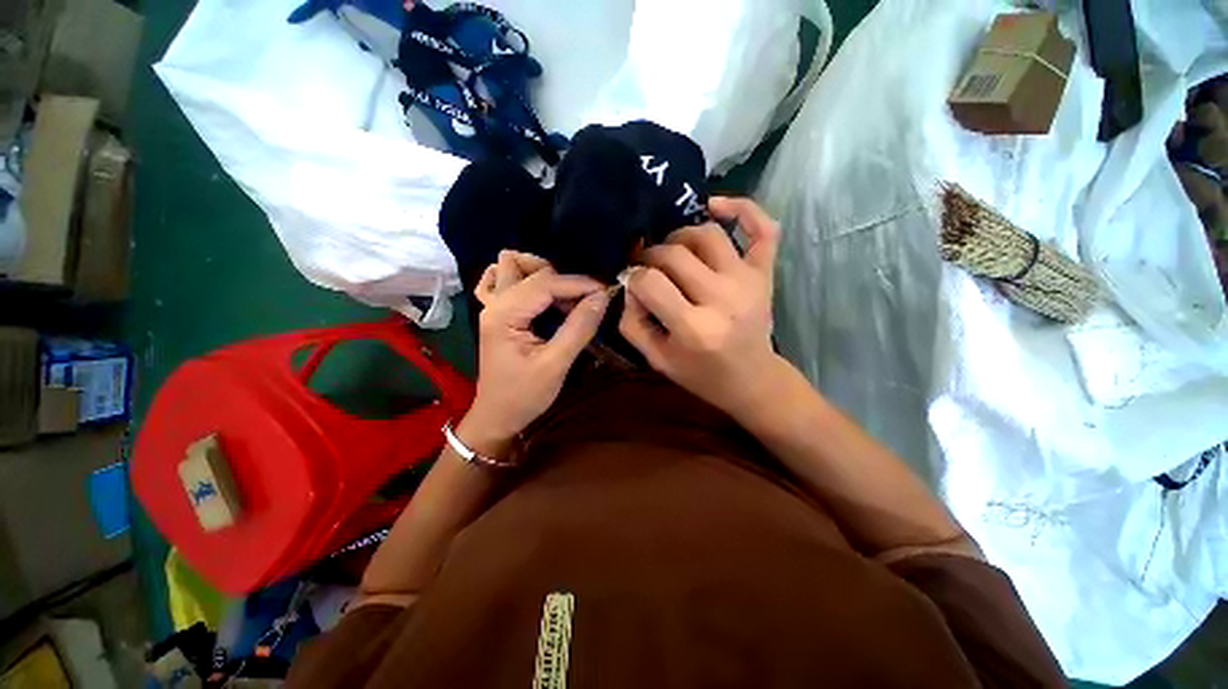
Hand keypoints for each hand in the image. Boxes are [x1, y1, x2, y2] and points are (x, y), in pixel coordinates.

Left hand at [460, 251, 609, 455]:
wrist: (497, 417)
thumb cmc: (524, 396)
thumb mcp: (556, 365)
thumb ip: (579, 328)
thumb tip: (602, 297)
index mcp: (504, 314)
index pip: (545, 283)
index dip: (578, 283)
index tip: (605, 291)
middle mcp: (495, 302)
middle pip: (528, 267)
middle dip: (562, 279)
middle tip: (584, 302)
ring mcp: (492, 306)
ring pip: (513, 267)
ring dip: (542, 275)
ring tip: (565, 299)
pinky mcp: (497, 313)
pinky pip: (504, 280)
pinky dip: (525, 280)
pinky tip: (541, 297)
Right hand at [619, 197, 784, 421]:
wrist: (751, 380)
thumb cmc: (701, 374)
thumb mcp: (656, 359)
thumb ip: (632, 322)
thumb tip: (630, 284)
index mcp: (694, 327)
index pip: (650, 282)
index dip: (634, 278)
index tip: (634, 284)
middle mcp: (722, 298)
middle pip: (674, 254)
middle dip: (650, 256)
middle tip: (648, 268)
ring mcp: (748, 281)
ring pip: (707, 234)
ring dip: (681, 236)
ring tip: (673, 251)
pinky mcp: (765, 273)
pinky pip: (763, 228)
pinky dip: (742, 208)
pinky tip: (714, 205)